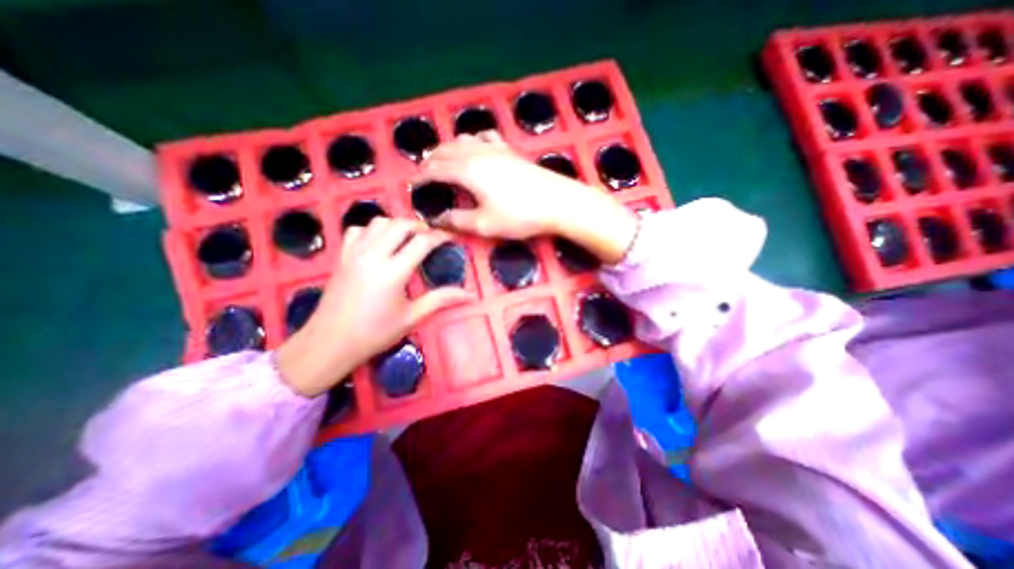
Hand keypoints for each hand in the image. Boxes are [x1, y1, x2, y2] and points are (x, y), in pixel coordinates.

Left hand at [276, 215, 478, 397]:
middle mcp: (373, 255)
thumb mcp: (411, 317)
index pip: (422, 242)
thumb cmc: (374, 333)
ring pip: (378, 222)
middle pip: (400, 225)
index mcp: (393, 272)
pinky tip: (379, 243)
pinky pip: (357, 230)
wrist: (329, 343)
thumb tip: (469, 295)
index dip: (440, 236)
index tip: (451, 237)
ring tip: (407, 238)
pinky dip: (372, 230)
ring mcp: (354, 253)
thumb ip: (440, 300)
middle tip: (430, 237)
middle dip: (419, 226)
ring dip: (397, 225)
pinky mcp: (341, 257)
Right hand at [410, 134, 631, 260]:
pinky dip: (473, 140)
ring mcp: (496, 148)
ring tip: (443, 159)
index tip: (412, 185)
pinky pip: (485, 137)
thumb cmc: (520, 215)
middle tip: (423, 173)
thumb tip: (437, 219)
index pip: (435, 169)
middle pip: (445, 151)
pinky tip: (476, 145)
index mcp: (467, 171)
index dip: (421, 177)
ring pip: (463, 140)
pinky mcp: (510, 150)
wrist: (558, 202)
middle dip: (430, 160)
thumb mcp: (485, 225)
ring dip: (448, 149)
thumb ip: (458, 221)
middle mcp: (477, 153)